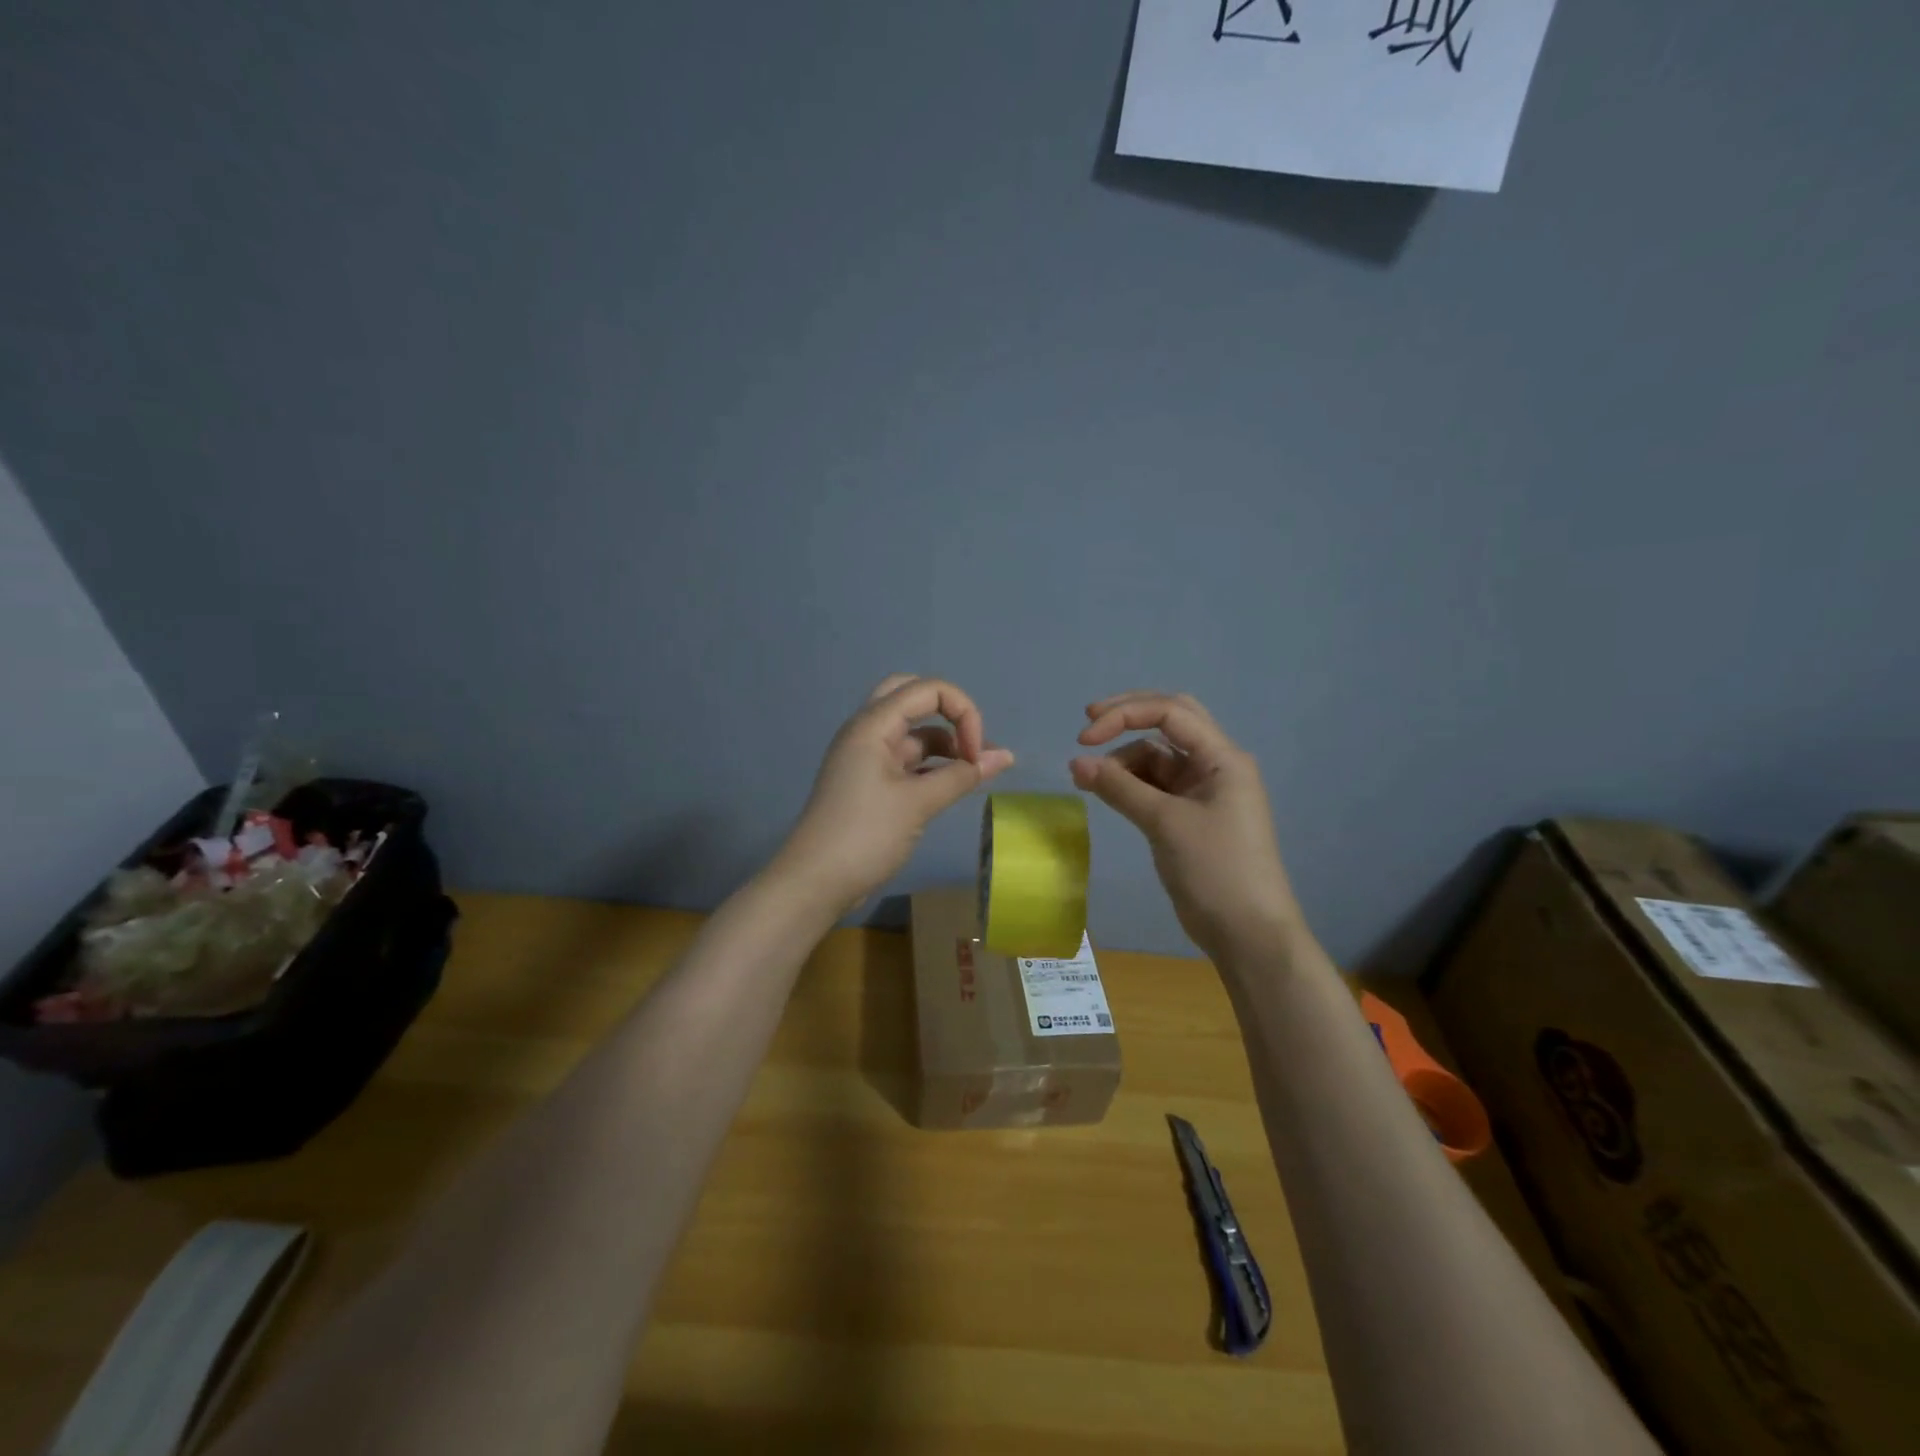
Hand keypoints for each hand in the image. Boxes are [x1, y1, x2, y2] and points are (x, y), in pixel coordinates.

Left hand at [773, 675, 1013, 913]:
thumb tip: (1006, 757)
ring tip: (976, 770)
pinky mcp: (869, 782)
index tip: (976, 754)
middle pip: (913, 698)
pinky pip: (906, 760)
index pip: (927, 689)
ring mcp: (867, 757)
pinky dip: (932, 766)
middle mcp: (867, 731)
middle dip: (950, 715)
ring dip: (945, 743)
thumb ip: (963, 775)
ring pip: (912, 732)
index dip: (963, 712)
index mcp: (873, 725)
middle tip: (972, 745)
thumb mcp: (918, 803)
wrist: (815, 882)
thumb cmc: (865, 834)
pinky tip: (953, 784)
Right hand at [1069, 692, 1303, 962]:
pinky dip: (1130, 783)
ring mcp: (1203, 790)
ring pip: (1158, 756)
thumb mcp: (1165, 823)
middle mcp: (1215, 765)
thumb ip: (1119, 787)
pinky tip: (1106, 792)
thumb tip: (1075, 763)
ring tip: (1089, 779)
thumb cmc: (1215, 870)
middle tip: (1086, 726)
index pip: (1170, 712)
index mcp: (1222, 757)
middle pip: (1169, 721)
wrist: (1248, 933)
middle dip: (1127, 718)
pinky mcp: (1190, 815)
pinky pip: (1156, 785)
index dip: (1124, 715)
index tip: (1084, 737)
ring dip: (1123, 759)